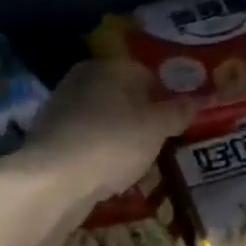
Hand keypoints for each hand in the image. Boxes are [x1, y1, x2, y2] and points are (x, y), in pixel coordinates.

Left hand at [20, 61, 194, 211]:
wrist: (54, 179)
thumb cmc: (113, 142)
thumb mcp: (156, 128)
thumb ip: (178, 112)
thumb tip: (197, 99)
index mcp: (109, 66)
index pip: (147, 74)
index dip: (166, 97)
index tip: (178, 121)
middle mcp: (82, 78)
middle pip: (123, 95)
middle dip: (142, 116)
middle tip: (160, 142)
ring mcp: (61, 107)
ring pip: (103, 118)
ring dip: (120, 135)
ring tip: (136, 161)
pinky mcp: (49, 136)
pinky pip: (86, 139)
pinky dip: (99, 151)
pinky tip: (108, 171)